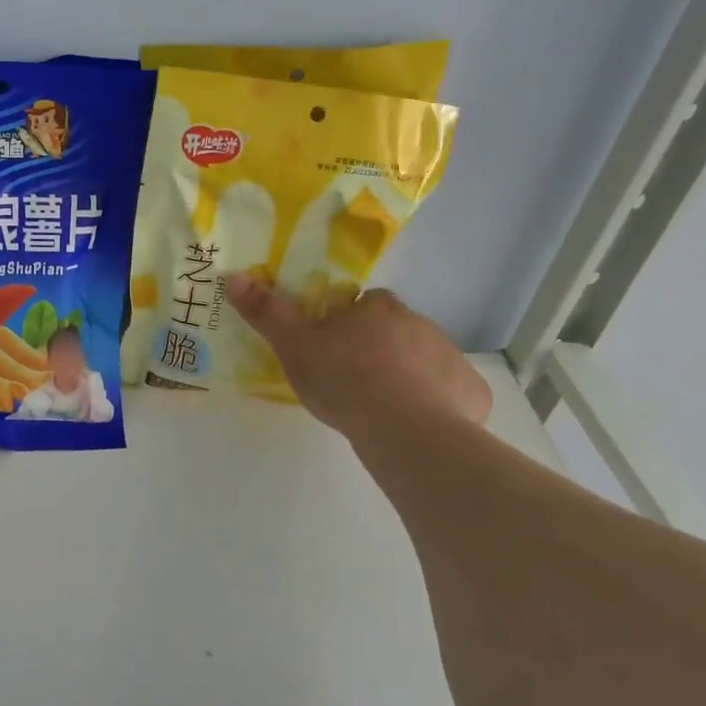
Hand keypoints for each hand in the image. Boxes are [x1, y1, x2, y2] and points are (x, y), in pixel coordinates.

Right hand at [227, 276, 490, 438]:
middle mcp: (420, 323)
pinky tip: (416, 425)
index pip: (361, 305)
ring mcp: (451, 357)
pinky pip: (450, 393)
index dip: (345, 323)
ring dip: (406, 375)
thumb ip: (267, 312)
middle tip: (351, 382)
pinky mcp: (472, 392)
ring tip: (380, 409)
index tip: (331, 349)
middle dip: (376, 349)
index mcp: (378, 308)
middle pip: (393, 331)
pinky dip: (436, 404)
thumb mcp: (294, 347)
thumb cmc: (345, 380)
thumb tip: (234, 276)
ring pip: (422, 360)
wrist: (405, 429)